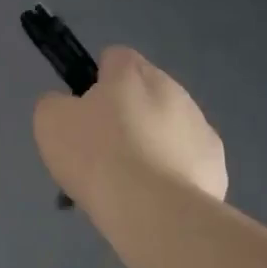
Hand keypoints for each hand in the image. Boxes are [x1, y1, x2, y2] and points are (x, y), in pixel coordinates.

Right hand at [33, 46, 226, 213]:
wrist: (153, 210)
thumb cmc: (97, 156)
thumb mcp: (51, 122)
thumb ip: (55, 103)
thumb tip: (67, 104)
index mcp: (132, 72)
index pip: (114, 57)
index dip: (96, 81)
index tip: (84, 112)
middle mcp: (172, 88)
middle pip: (144, 93)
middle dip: (126, 115)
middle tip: (103, 152)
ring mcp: (200, 125)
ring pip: (169, 127)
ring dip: (151, 144)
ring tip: (128, 184)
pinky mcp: (215, 163)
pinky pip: (187, 160)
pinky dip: (172, 173)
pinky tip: (154, 198)